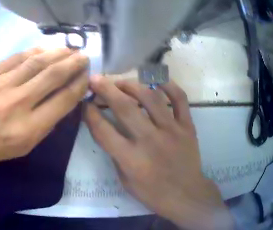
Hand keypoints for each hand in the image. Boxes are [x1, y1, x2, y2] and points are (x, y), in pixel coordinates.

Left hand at [0, 48, 88, 164]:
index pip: (63, 100)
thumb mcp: (22, 148)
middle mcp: (17, 104)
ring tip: (69, 49)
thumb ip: (45, 125)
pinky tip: (45, 49)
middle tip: (84, 56)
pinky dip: (34, 51)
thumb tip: (61, 100)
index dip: (79, 85)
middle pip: (53, 76)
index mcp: (28, 128)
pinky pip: (16, 58)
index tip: (86, 76)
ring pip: (36, 62)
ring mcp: (1, 85)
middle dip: (73, 64)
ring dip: (57, 53)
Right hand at [84, 76, 233, 229]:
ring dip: (132, 84)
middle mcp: (150, 140)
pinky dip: (168, 84)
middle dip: (106, 89)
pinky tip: (156, 80)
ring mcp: (171, 130)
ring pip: (150, 97)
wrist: (185, 194)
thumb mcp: (126, 182)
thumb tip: (109, 132)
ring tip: (122, 82)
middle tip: (96, 78)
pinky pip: (179, 98)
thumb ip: (116, 156)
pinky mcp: (187, 125)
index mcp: (131, 159)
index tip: (85, 103)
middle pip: (125, 107)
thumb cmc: (153, 193)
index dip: (90, 114)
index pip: (104, 131)